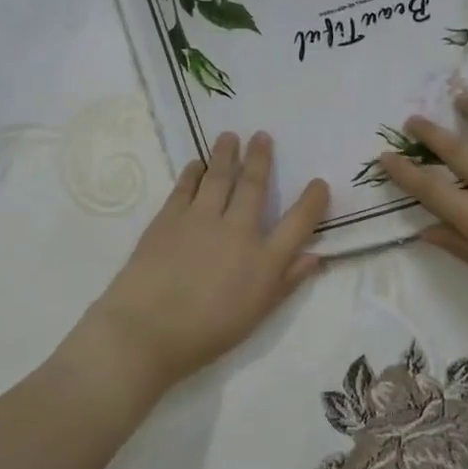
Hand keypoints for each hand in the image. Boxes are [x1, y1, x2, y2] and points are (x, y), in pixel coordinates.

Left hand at [71, 131, 328, 400]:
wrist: (148, 329)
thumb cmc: (207, 333)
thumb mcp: (256, 315)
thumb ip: (286, 283)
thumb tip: (314, 257)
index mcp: (264, 260)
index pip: (298, 223)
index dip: (312, 201)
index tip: (319, 183)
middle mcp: (237, 230)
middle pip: (254, 186)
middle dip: (260, 159)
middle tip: (262, 136)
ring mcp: (201, 219)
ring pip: (219, 176)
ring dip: (226, 154)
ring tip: (230, 136)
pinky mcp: (169, 217)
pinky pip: (185, 186)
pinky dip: (193, 173)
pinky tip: (196, 164)